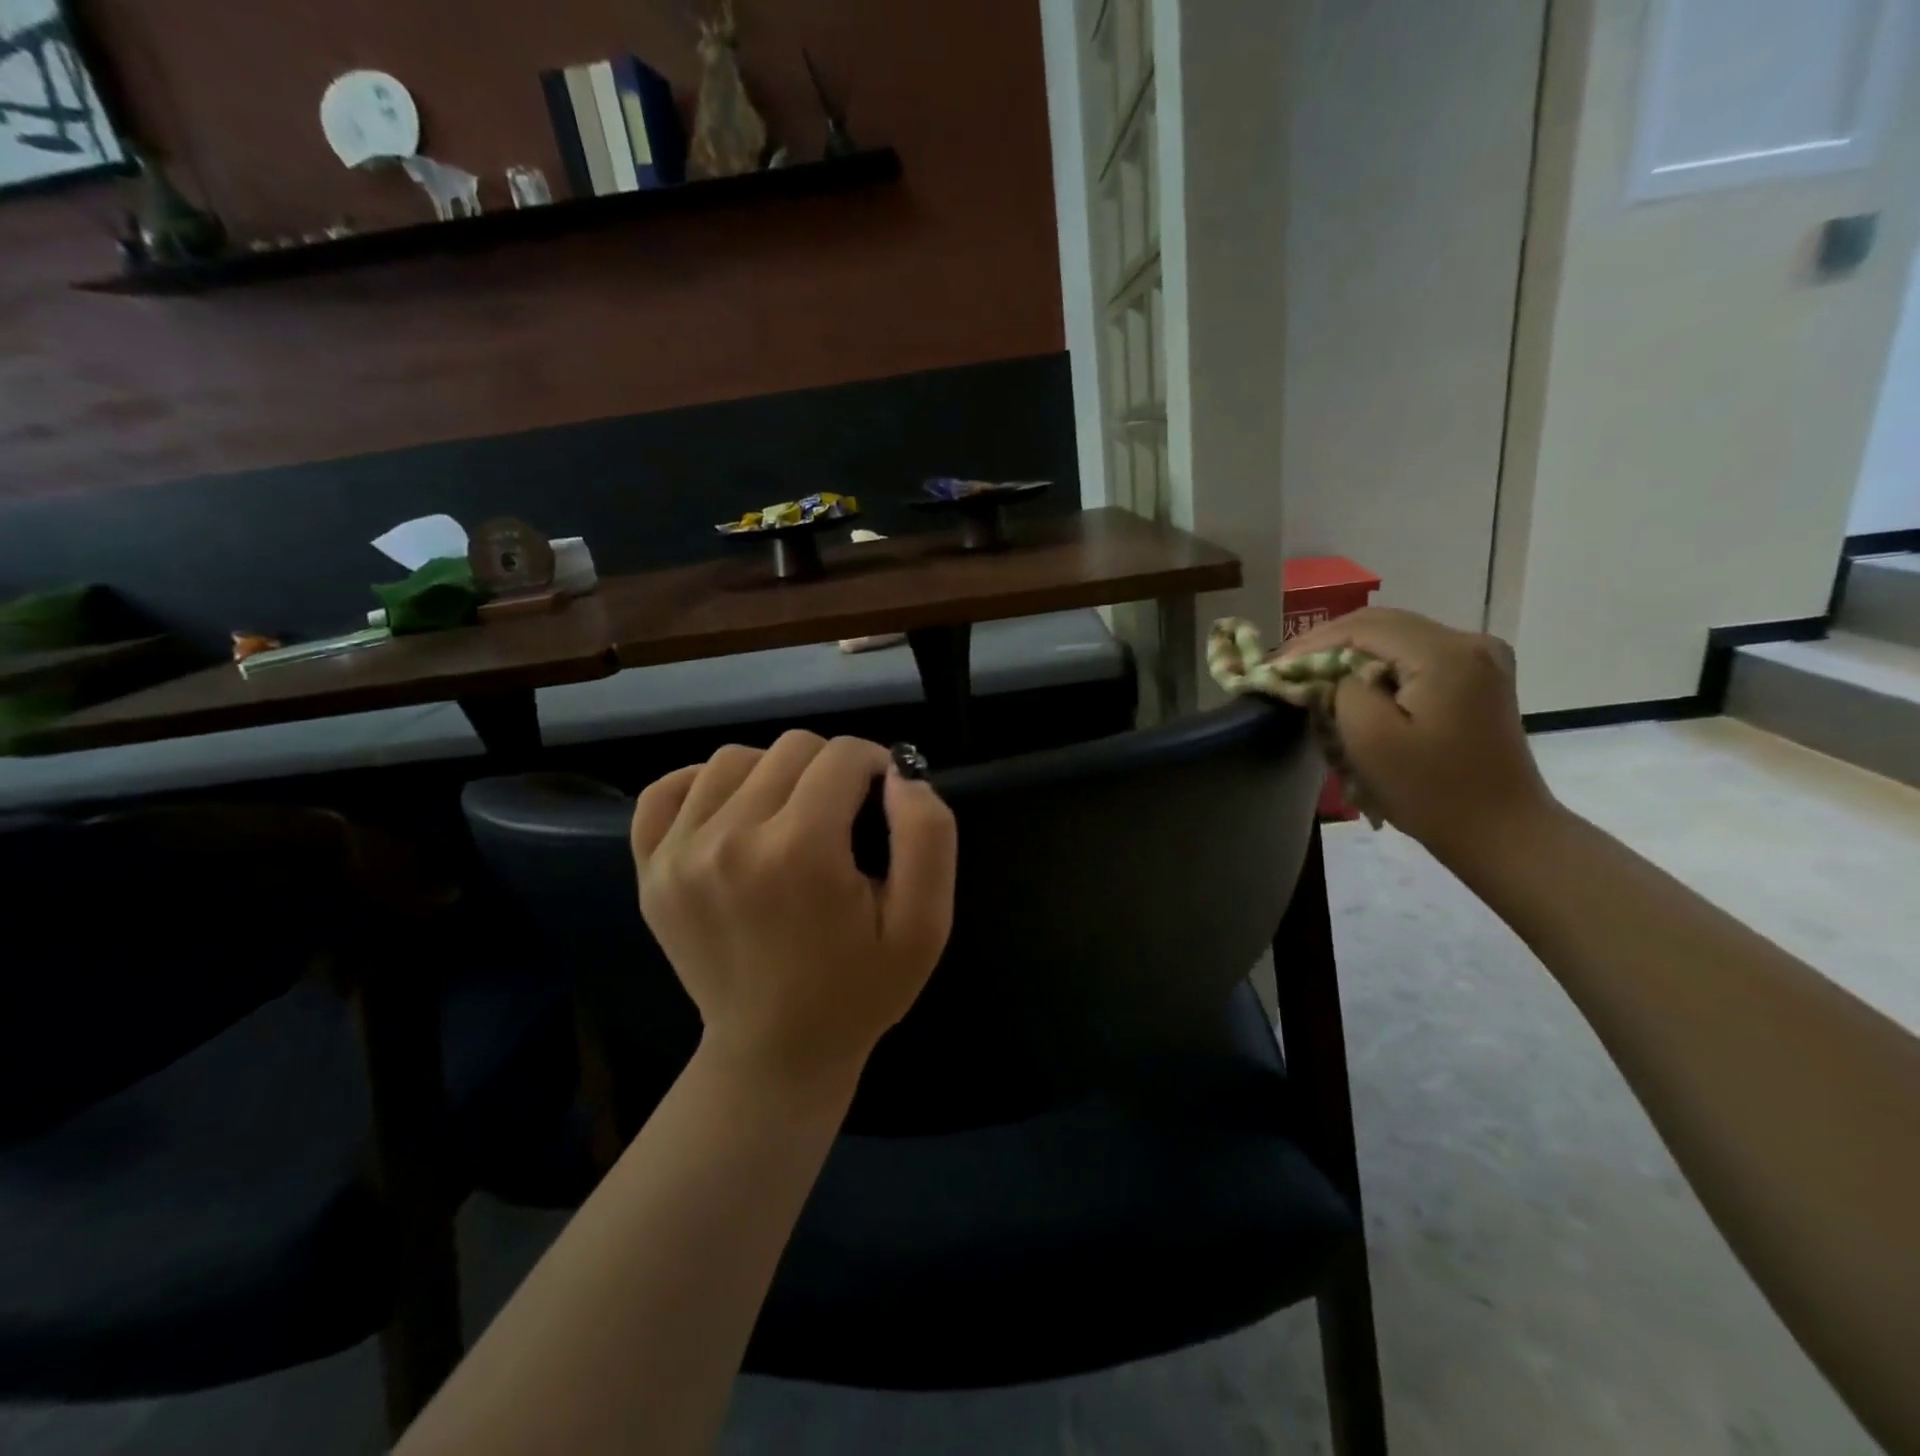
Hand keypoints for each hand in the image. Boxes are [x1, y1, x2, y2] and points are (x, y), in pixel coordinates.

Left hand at [630, 732, 957, 1096]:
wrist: (776, 1052)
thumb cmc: (860, 989)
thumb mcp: (925, 924)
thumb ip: (928, 835)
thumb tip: (899, 773)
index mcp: (799, 852)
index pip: (842, 755)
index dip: (875, 765)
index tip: (882, 799)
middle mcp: (729, 840)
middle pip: (790, 748)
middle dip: (830, 770)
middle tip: (843, 818)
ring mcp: (678, 854)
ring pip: (733, 758)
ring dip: (773, 774)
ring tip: (791, 818)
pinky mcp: (649, 869)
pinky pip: (666, 789)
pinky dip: (703, 785)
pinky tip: (732, 813)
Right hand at [1281, 608, 1555, 864]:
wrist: (1501, 832)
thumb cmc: (1431, 790)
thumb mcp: (1370, 739)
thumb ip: (1342, 690)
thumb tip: (1335, 675)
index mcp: (1445, 653)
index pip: (1362, 628)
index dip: (1311, 643)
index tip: (1272, 665)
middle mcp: (1468, 642)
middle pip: (1382, 624)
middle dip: (1327, 643)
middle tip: (1285, 666)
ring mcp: (1479, 658)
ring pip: (1397, 637)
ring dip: (1351, 652)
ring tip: (1311, 674)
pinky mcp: (1478, 678)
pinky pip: (1415, 656)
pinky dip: (1378, 664)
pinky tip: (1353, 683)